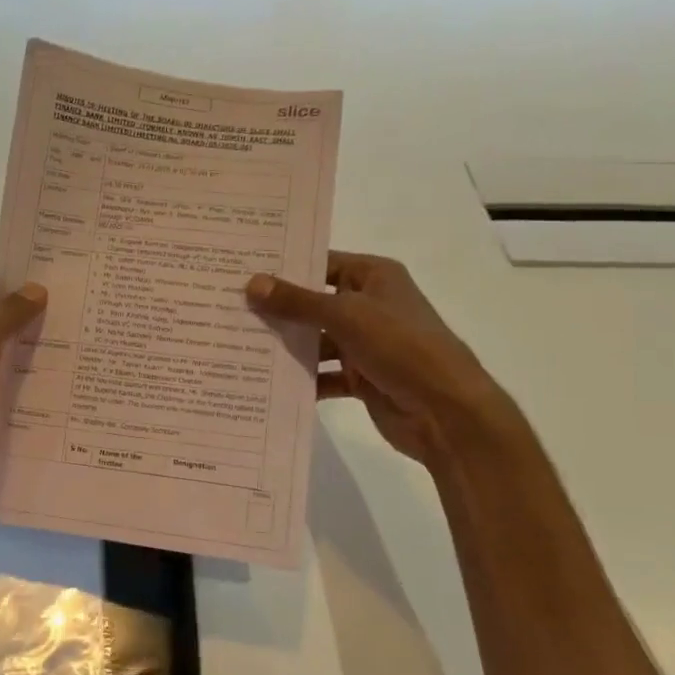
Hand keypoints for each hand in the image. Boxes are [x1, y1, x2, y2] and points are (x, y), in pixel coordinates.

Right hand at [246, 251, 503, 469]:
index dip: (285, 267)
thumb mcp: (346, 316)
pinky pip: (323, 374)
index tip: (241, 271)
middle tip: (229, 309)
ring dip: (287, 346)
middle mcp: (369, 305)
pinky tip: (267, 383)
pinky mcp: (361, 378)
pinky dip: (302, 379)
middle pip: (314, 303)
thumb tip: (251, 283)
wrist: (446, 411)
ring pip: (316, 341)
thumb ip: (297, 302)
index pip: (321, 263)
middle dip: (278, 309)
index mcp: (374, 277)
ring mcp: (365, 343)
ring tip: (238, 346)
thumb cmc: (401, 346)